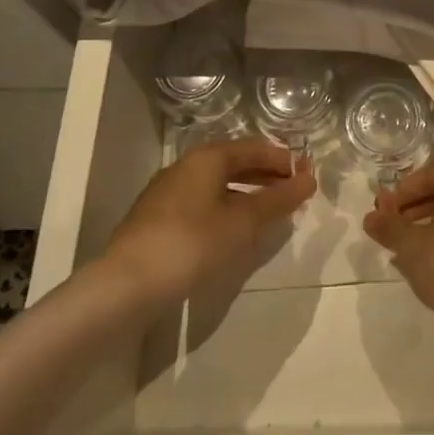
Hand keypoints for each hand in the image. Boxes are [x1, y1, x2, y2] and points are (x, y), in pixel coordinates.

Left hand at [101, 138, 314, 308]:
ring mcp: (168, 192)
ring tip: (270, 214)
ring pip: (218, 185)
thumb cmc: (191, 245)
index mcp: (207, 158)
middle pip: (235, 163)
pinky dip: (226, 209)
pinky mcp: (157, 219)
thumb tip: (308, 180)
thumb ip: (277, 200)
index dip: (284, 160)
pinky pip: (203, 203)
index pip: (254, 148)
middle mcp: (186, 166)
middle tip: (294, 194)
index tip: (307, 176)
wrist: (125, 286)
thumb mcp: (242, 223)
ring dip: (247, 194)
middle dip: (267, 176)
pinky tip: (235, 231)